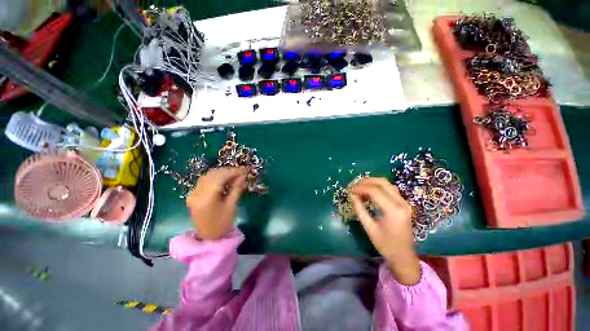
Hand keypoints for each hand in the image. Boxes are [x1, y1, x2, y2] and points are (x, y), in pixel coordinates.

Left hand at [186, 168, 245, 239]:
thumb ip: (236, 190)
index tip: (243, 171)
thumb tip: (242, 177)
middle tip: (240, 174)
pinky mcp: (193, 195)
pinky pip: (204, 181)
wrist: (208, 237)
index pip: (220, 178)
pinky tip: (223, 181)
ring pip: (208, 176)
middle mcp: (197, 193)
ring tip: (233, 177)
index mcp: (207, 198)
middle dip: (228, 172)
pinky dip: (215, 178)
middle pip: (213, 175)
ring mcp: (193, 194)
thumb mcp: (231, 207)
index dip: (232, 172)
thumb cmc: (222, 224)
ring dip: (221, 174)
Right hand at [350, 178, 420, 284]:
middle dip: (366, 181)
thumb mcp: (369, 228)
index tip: (349, 190)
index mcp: (393, 211)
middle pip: (382, 183)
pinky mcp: (404, 204)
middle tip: (354, 186)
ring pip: (387, 184)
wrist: (404, 256)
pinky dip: (378, 187)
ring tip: (360, 187)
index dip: (360, 188)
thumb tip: (352, 195)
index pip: (374, 191)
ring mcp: (404, 203)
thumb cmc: (385, 245)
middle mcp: (401, 203)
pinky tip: (369, 192)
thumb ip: (359, 209)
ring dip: (372, 183)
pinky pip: (390, 189)